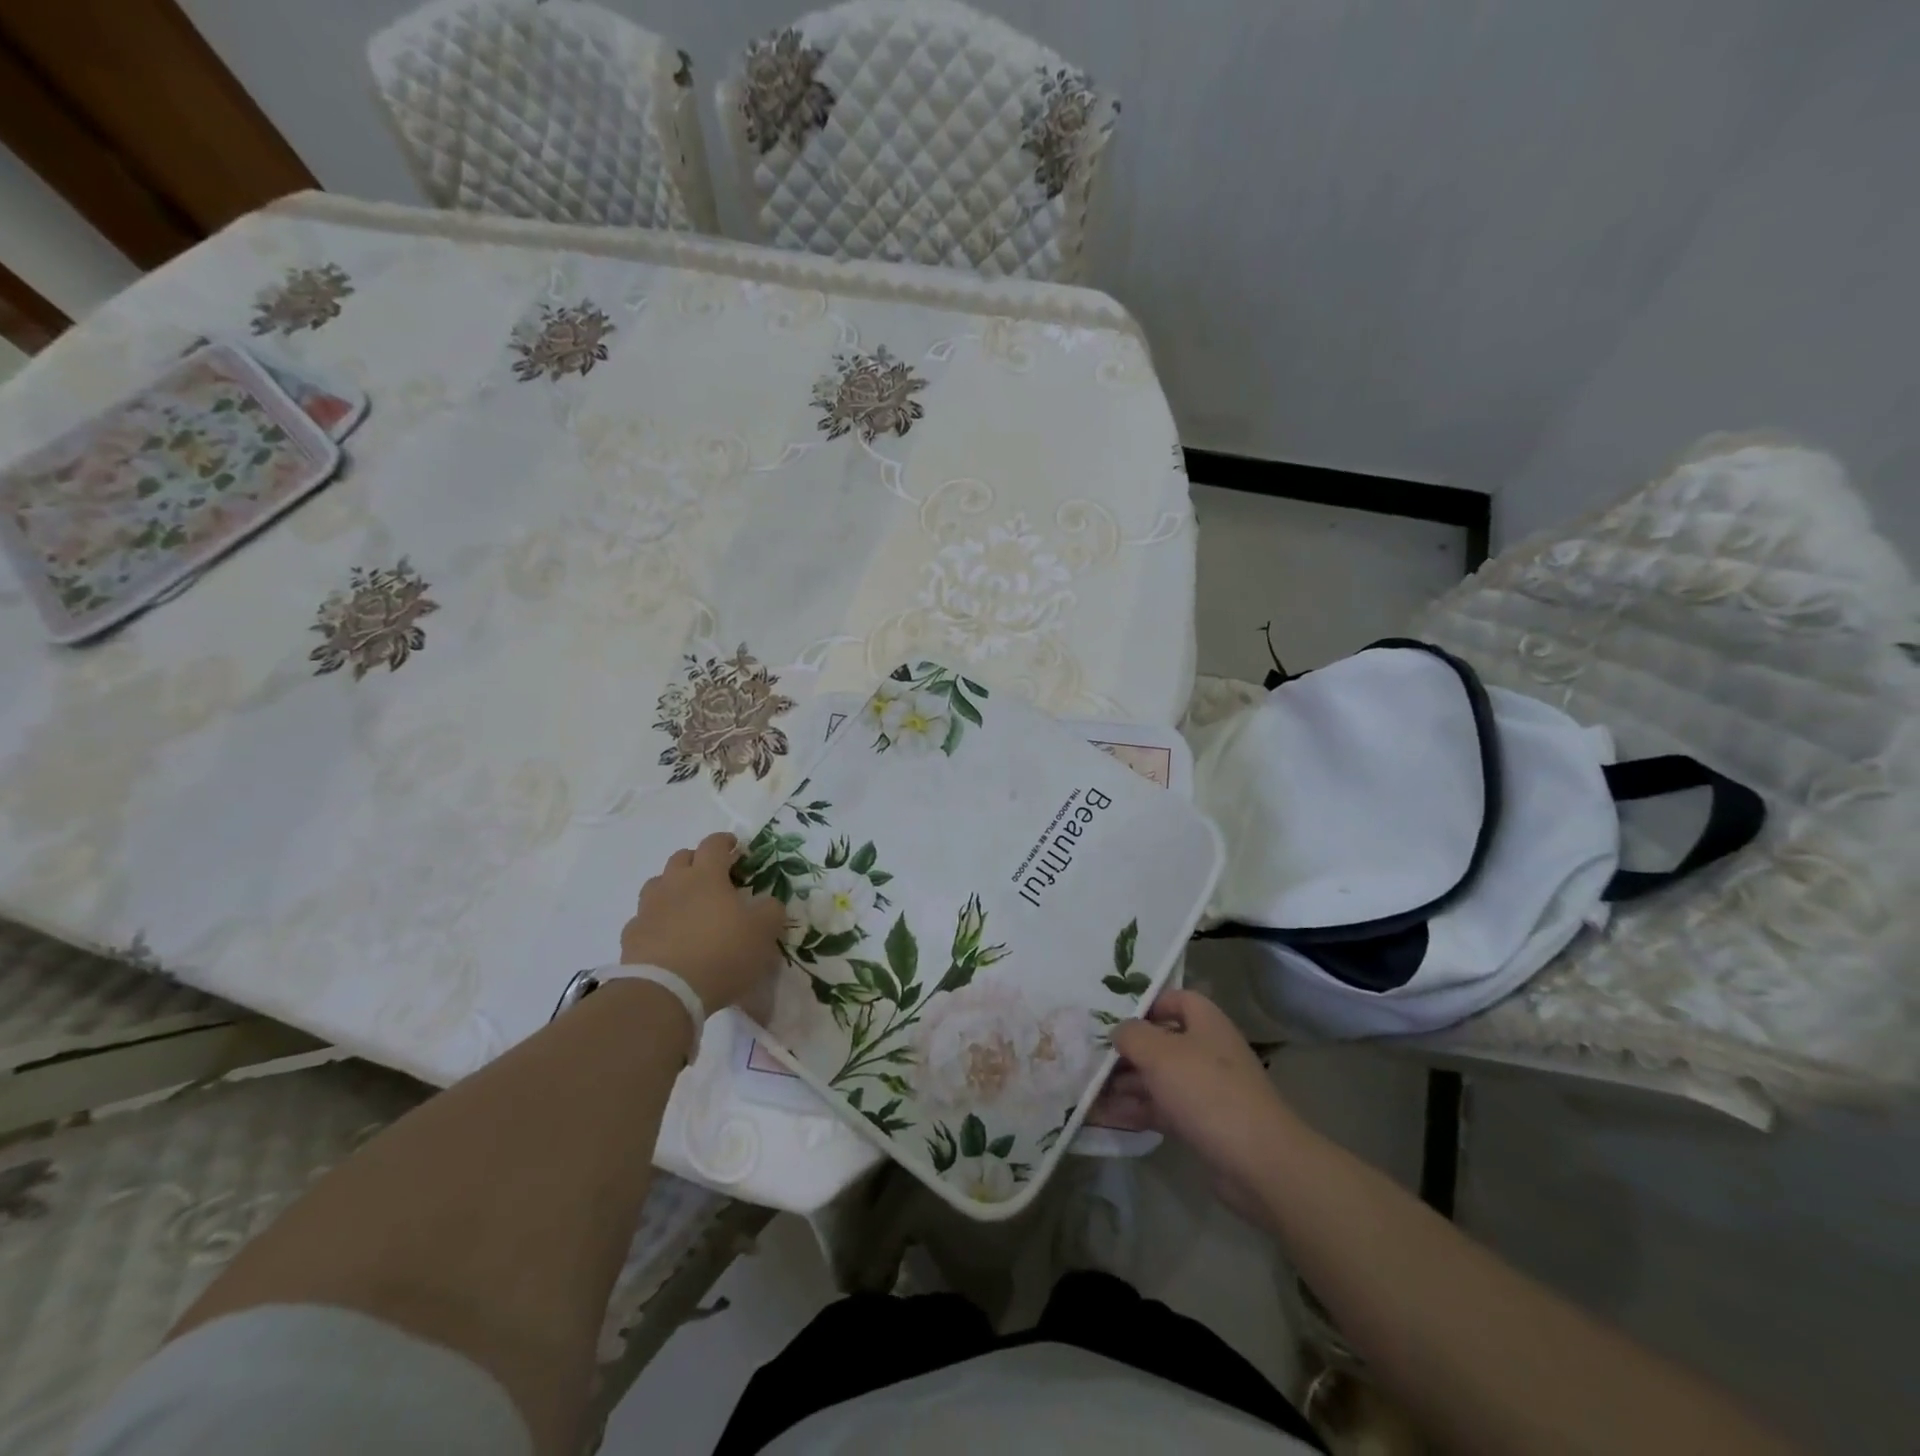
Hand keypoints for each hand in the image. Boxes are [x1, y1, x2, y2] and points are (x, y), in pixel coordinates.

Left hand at [619, 833, 786, 1012]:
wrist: (666, 992)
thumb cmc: (722, 953)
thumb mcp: (763, 932)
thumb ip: (771, 911)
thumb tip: (768, 903)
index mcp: (706, 876)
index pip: (713, 844)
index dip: (725, 842)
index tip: (735, 847)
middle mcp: (674, 884)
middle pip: (681, 858)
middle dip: (697, 860)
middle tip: (712, 875)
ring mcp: (648, 909)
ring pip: (657, 885)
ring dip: (672, 888)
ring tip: (686, 905)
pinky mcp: (631, 936)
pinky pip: (644, 919)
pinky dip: (656, 921)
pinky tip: (666, 937)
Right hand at [1103, 989, 1300, 1221]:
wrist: (1258, 1162)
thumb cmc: (1207, 1091)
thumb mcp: (1160, 1053)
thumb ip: (1132, 1035)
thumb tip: (1119, 1032)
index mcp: (1205, 1023)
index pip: (1175, 999)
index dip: (1146, 1004)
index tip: (1113, 1018)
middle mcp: (1206, 1051)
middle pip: (1160, 1041)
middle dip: (1125, 1052)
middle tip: (1089, 1059)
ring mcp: (1204, 1090)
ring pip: (1157, 1079)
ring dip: (1124, 1084)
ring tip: (1085, 1092)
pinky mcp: (1201, 1124)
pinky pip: (1161, 1109)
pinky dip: (1134, 1111)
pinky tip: (1103, 1118)